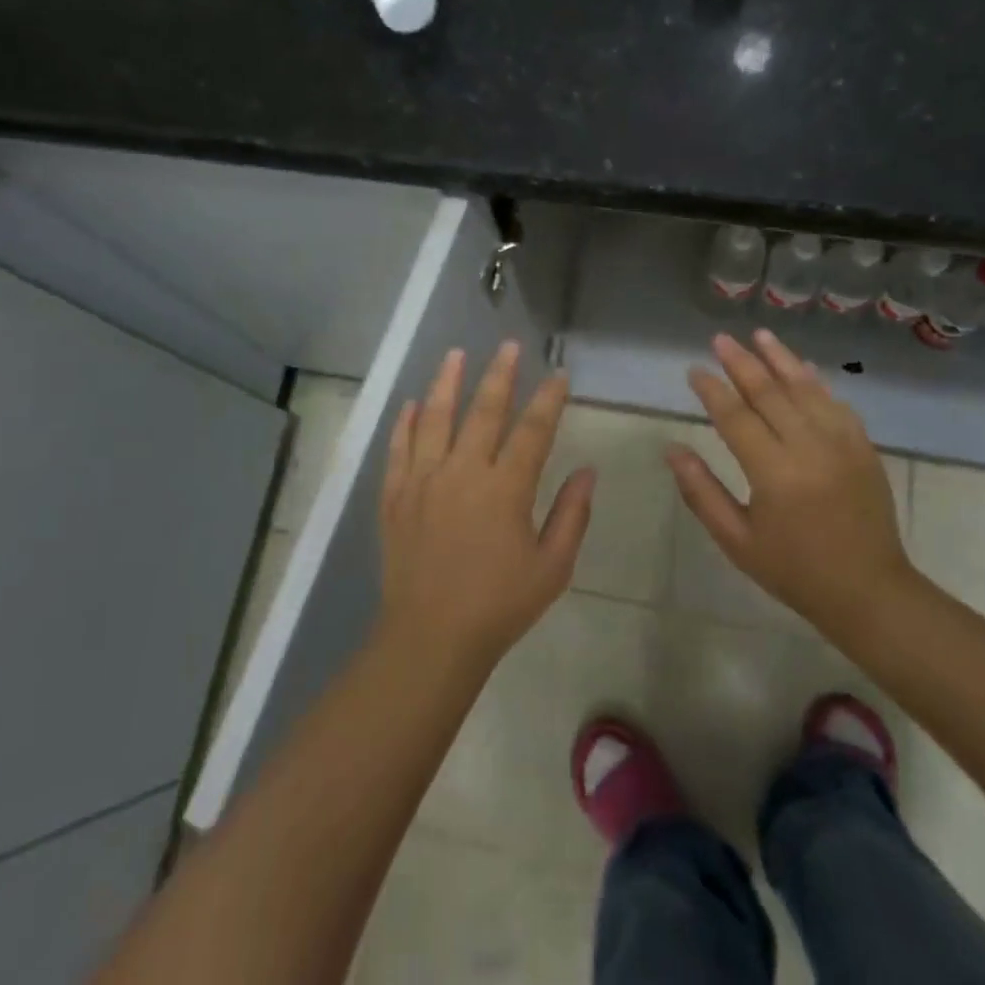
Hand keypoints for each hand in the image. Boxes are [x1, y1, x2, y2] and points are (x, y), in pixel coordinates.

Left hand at [378, 341, 594, 671]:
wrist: (430, 638)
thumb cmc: (499, 606)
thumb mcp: (552, 567)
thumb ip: (571, 515)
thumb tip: (588, 471)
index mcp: (505, 489)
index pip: (533, 430)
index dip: (548, 399)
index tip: (558, 375)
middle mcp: (463, 473)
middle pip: (483, 411)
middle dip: (499, 375)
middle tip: (507, 346)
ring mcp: (424, 481)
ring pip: (435, 419)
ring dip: (446, 383)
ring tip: (455, 354)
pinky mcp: (396, 497)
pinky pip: (399, 450)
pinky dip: (404, 424)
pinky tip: (411, 404)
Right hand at [666, 330, 915, 645]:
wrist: (870, 592)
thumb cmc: (794, 570)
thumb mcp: (737, 540)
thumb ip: (701, 492)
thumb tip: (673, 449)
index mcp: (774, 473)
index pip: (736, 417)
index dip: (712, 390)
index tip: (694, 370)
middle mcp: (809, 448)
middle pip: (769, 393)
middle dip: (741, 362)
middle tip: (720, 339)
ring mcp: (842, 443)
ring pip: (805, 389)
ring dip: (780, 359)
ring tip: (759, 335)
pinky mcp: (863, 447)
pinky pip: (835, 403)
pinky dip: (816, 382)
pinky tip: (803, 368)